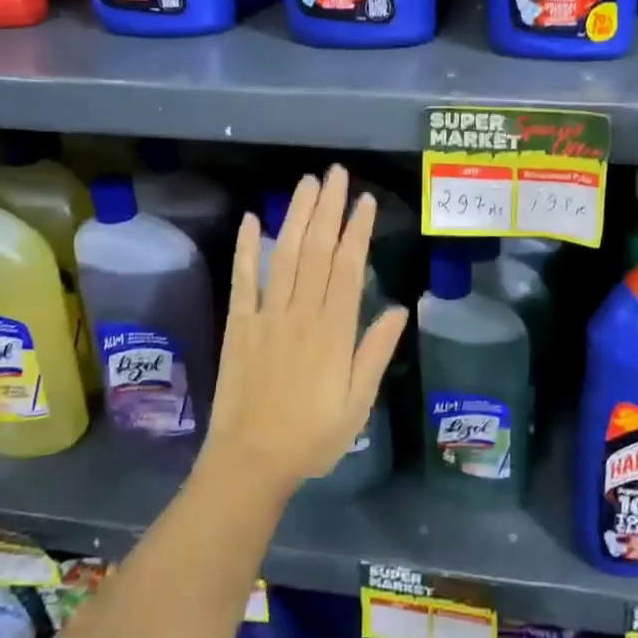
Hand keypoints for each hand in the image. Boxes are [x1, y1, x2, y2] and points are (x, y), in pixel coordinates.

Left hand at [202, 166, 408, 498]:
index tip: (365, 200)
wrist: (250, 464)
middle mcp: (301, 314)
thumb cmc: (312, 437)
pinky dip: (247, 248)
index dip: (357, 230)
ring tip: (308, 183)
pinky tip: (253, 219)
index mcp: (333, 331)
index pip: (347, 268)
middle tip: (337, 174)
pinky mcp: (239, 325)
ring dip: (297, 216)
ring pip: (285, 256)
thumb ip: (375, 353)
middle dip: (329, 209)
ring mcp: (267, 316)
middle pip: (316, 251)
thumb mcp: (358, 404)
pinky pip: (243, 280)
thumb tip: (397, 308)